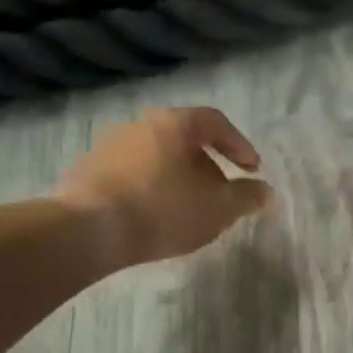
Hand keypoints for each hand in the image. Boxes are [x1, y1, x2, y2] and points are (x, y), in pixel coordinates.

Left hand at [59, 107, 271, 268]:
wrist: (88, 230)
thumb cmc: (163, 210)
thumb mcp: (218, 208)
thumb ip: (246, 197)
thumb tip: (265, 191)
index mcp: (174, 123)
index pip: (215, 122)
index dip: (239, 145)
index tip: (253, 170)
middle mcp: (140, 124)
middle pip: (184, 139)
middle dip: (208, 166)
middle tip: (221, 193)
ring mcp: (109, 146)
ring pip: (157, 157)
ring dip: (178, 178)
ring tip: (188, 209)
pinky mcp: (88, 171)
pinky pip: (132, 174)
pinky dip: (151, 188)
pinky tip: (154, 216)